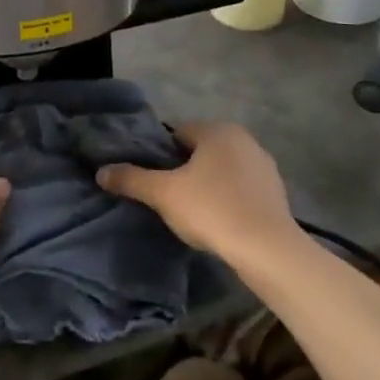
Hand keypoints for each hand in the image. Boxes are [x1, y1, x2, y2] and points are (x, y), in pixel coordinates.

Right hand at [97, 122, 296, 261]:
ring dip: (209, 185)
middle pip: (202, 151)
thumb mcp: (163, 194)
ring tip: (195, 214)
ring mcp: (264, 166)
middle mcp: (244, 140)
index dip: (162, 155)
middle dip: (186, 170)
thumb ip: (132, 179)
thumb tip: (101, 172)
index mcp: (217, 130)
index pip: (178, 134)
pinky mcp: (277, 193)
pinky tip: (221, 223)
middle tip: (170, 198)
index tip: (154, 180)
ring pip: (223, 170)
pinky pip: (242, 189)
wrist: (267, 249)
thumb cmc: (211, 210)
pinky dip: (230, 200)